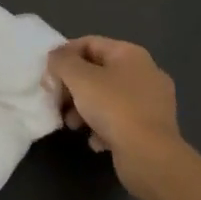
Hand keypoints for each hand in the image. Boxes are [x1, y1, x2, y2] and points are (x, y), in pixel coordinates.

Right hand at [46, 36, 185, 193]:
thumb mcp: (79, 78)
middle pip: (97, 72)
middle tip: (57, 101)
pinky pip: (120, 120)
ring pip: (107, 98)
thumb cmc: (113, 108)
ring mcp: (152, 102)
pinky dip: (103, 128)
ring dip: (84, 109)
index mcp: (131, 54)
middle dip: (73, 87)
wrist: (150, 156)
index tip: (48, 75)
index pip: (89, 43)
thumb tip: (56, 56)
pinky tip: (95, 141)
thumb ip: (62, 62)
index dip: (65, 55)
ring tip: (72, 124)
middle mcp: (145, 73)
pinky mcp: (152, 128)